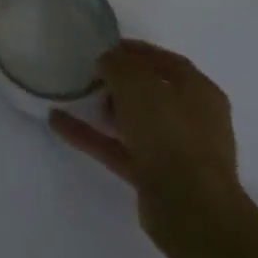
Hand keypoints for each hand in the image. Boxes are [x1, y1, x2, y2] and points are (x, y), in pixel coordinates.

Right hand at [50, 39, 244, 243]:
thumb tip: (107, 63)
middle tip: (89, 73)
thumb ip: (117, 64)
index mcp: (198, 90)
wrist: (191, 210)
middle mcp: (192, 118)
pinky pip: (119, 149)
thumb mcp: (137, 82)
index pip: (163, 60)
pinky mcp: (156, 178)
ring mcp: (175, 151)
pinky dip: (92, 137)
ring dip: (104, 110)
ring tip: (72, 96)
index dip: (132, 50)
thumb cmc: (170, 132)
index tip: (102, 46)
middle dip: (119, 81)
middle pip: (150, 92)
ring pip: (134, 122)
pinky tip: (59, 124)